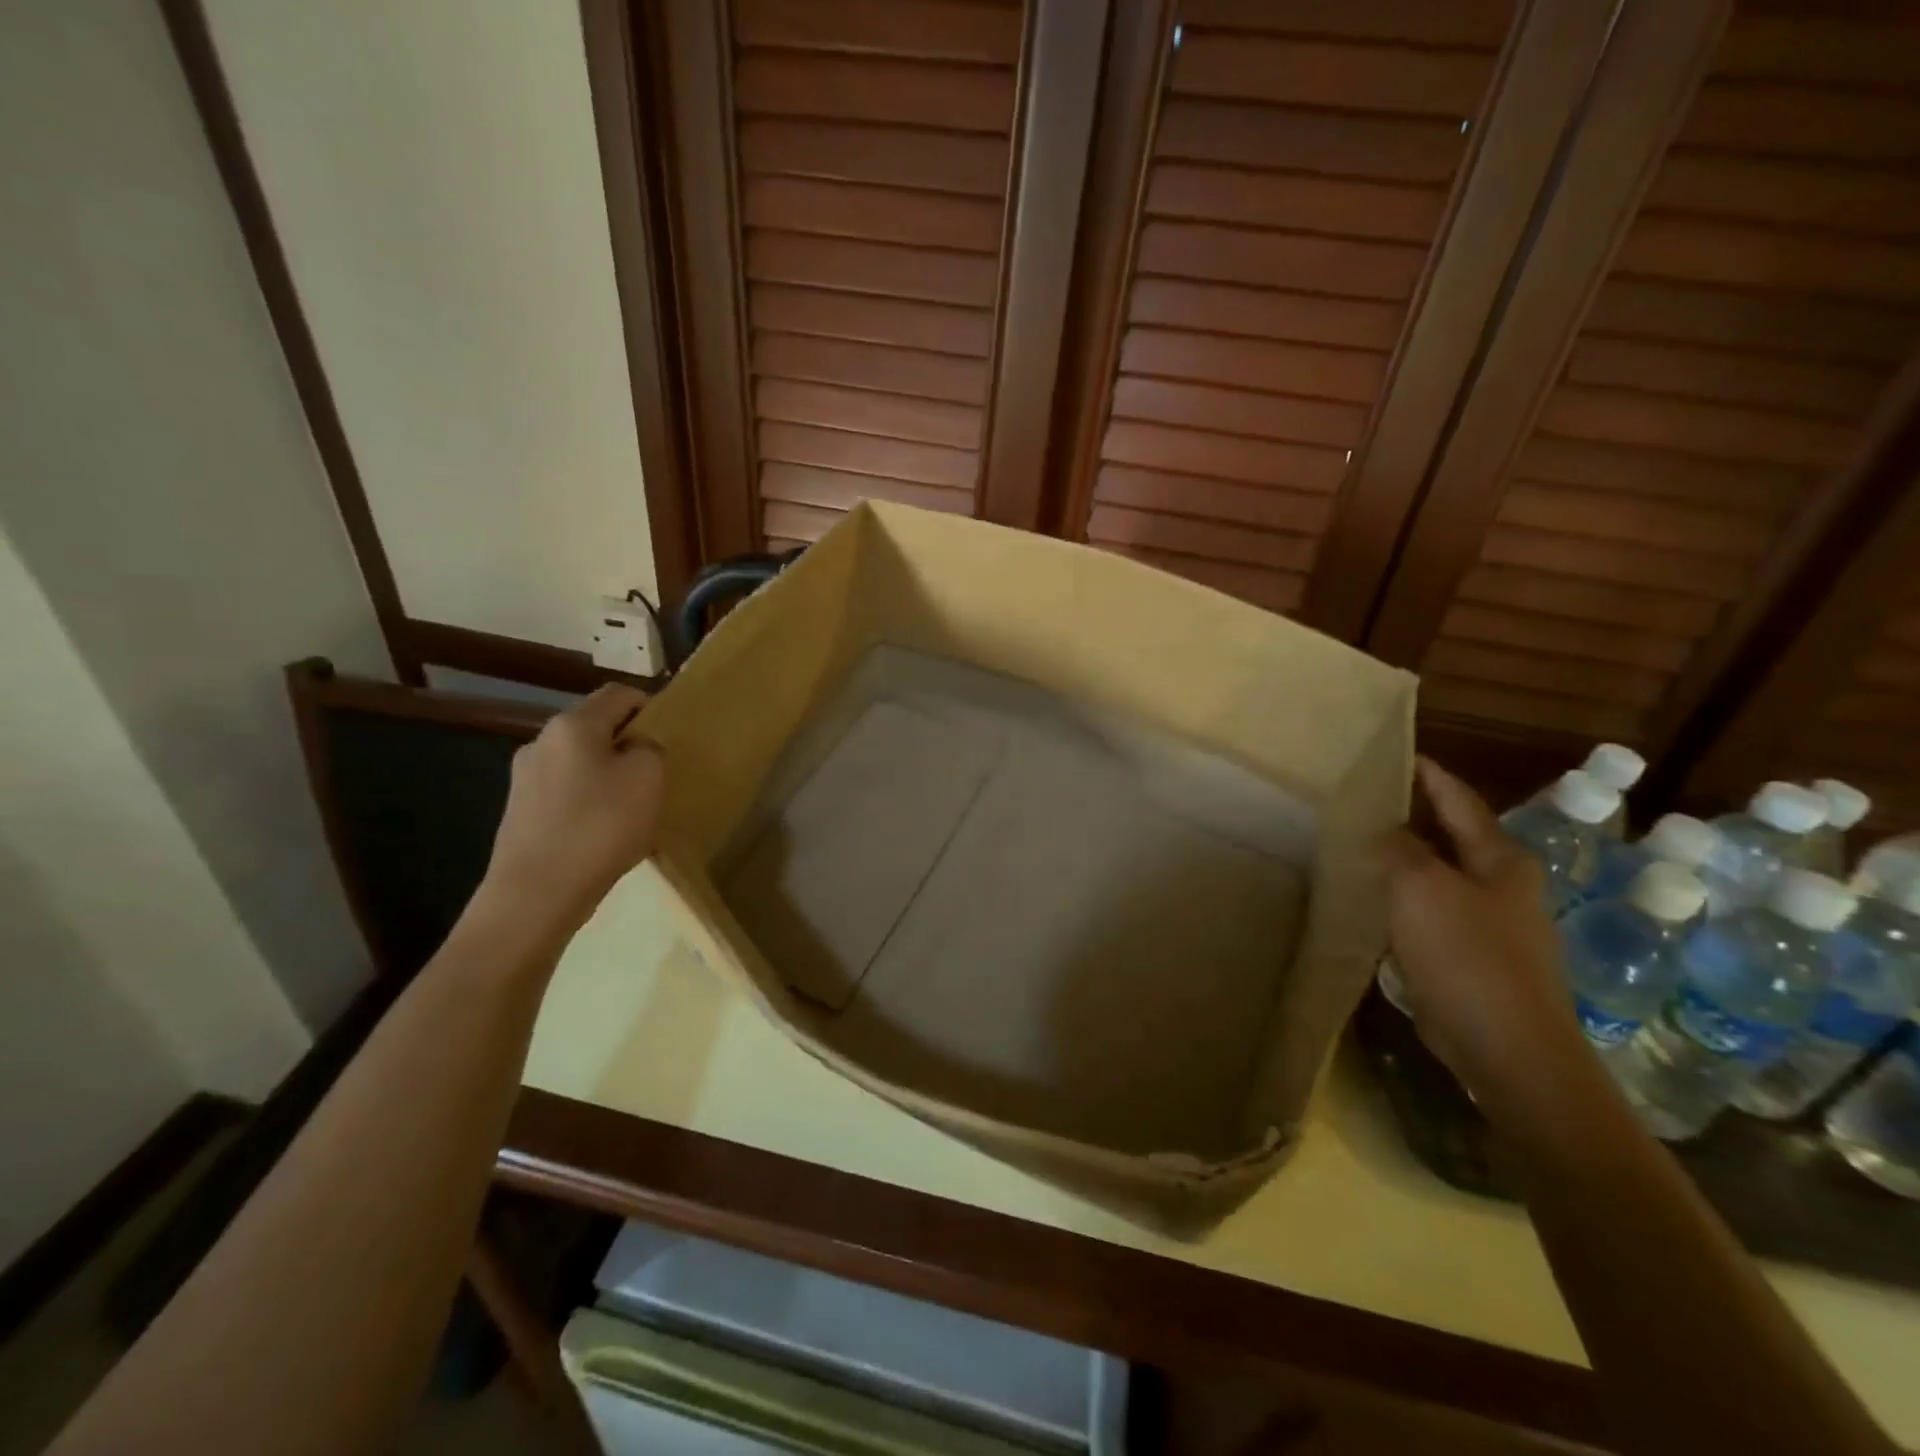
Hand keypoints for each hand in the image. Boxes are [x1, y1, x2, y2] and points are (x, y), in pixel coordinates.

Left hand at [483, 684, 664, 930]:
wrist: (536, 894)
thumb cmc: (600, 826)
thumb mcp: (648, 778)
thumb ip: (651, 748)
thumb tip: (638, 747)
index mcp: (573, 724)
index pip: (619, 694)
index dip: (649, 706)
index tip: (669, 736)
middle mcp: (542, 741)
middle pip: (595, 728)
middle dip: (627, 745)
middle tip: (655, 776)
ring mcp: (524, 778)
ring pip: (579, 762)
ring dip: (606, 776)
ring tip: (630, 809)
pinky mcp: (519, 812)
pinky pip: (565, 793)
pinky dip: (587, 803)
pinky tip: (602, 832)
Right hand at [1382, 758, 1589, 1118]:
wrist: (1509, 1051)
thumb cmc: (1467, 957)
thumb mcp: (1420, 888)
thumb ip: (1399, 849)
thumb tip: (1388, 831)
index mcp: (1500, 859)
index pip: (1459, 800)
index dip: (1429, 775)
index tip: (1398, 754)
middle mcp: (1503, 886)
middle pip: (1451, 837)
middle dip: (1413, 818)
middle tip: (1366, 801)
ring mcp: (1493, 926)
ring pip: (1440, 877)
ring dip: (1406, 861)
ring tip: (1362, 847)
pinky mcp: (1476, 960)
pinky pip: (1433, 914)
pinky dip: (1405, 900)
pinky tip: (1376, 903)